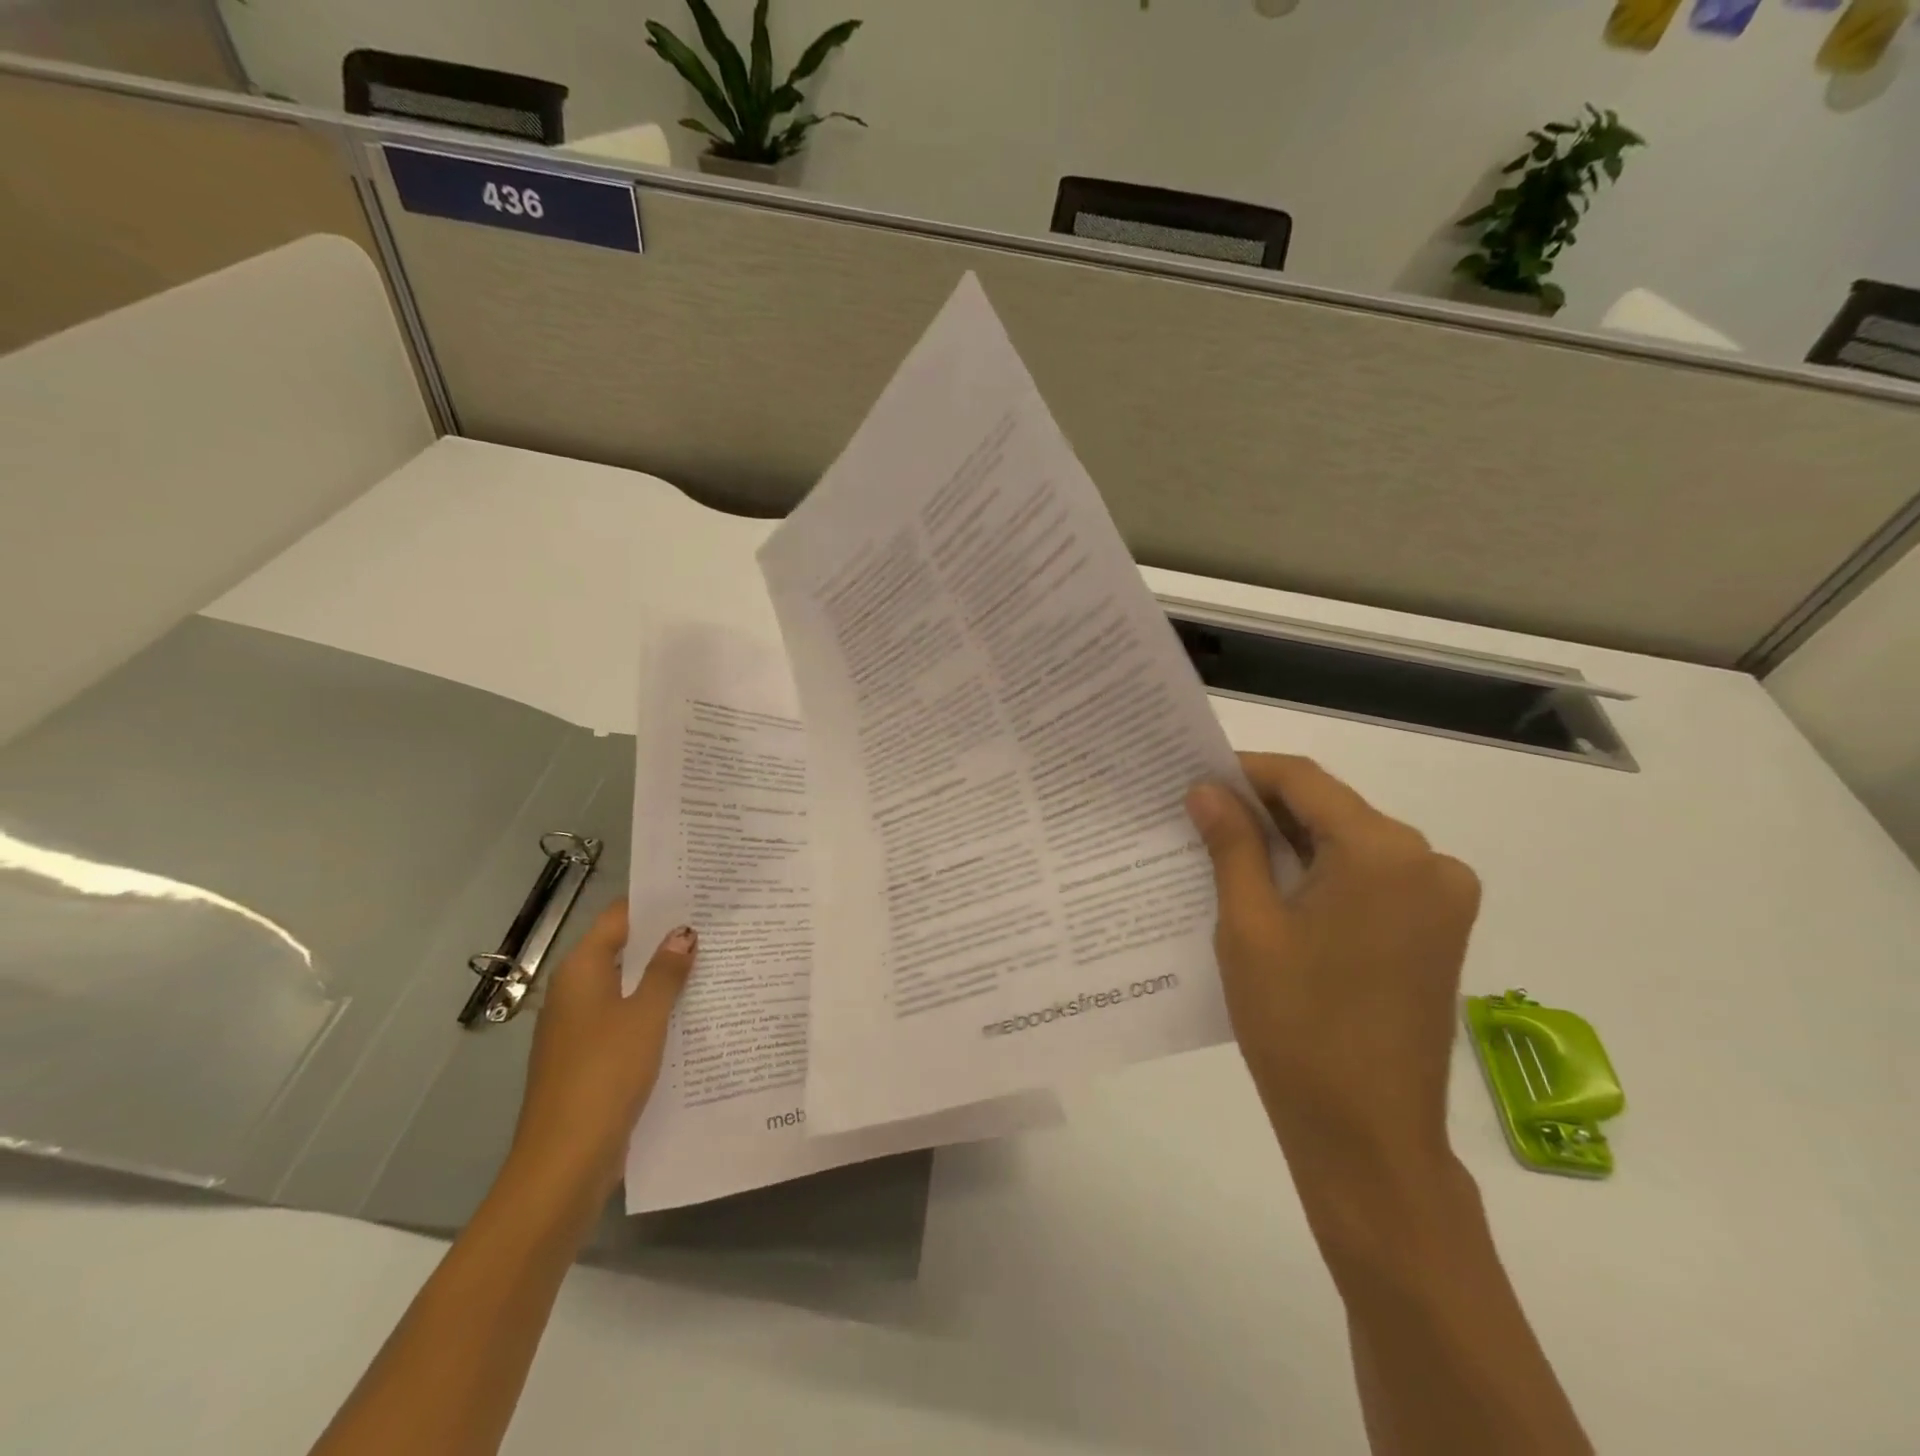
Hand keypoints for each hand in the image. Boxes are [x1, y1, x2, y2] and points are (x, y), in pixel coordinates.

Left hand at [505, 900, 697, 1205]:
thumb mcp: (646, 1015)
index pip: (618, 918)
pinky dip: (653, 1011)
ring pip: (626, 988)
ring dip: (662, 978)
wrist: (565, 1160)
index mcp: (581, 971)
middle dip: (664, 940)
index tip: (695, 892)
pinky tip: (690, 1014)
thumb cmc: (605, 1072)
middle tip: (715, 925)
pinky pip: (625, 1020)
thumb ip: (666, 971)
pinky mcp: (589, 1059)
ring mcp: (578, 1028)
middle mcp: (574, 992)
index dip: (654, 904)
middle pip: (622, 951)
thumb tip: (683, 932)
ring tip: (713, 963)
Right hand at [1185, 754, 1480, 1172]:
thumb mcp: (1249, 926)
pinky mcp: (1438, 929)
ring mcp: (1441, 898)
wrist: (1368, 1136)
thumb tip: (1206, 790)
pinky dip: (1322, 871)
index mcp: (1384, 853)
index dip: (1246, 770)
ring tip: (1227, 849)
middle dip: (1265, 807)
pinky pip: (1370, 877)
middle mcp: (1428, 861)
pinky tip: (1275, 887)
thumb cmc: (1297, 1026)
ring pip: (1350, 842)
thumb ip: (1232, 845)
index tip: (1196, 777)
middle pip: (1332, 809)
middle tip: (1201, 814)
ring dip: (1292, 841)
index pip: (1305, 781)